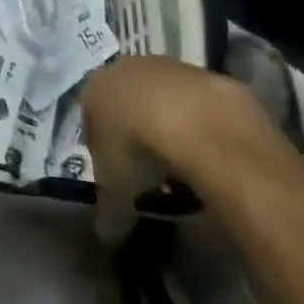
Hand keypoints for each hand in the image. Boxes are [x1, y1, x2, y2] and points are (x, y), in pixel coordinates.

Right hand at [82, 54, 281, 242]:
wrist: (196, 121)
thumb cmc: (140, 149)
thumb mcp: (117, 190)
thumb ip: (109, 211)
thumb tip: (107, 237)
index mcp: (96, 88)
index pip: (91, 116)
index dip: (102, 148)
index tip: (118, 179)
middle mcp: (127, 68)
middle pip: (127, 101)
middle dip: (136, 131)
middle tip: (150, 171)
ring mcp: (169, 67)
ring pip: (163, 98)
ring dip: (170, 125)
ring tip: (183, 165)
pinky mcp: (206, 74)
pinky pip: (198, 104)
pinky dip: (201, 125)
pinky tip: (211, 154)